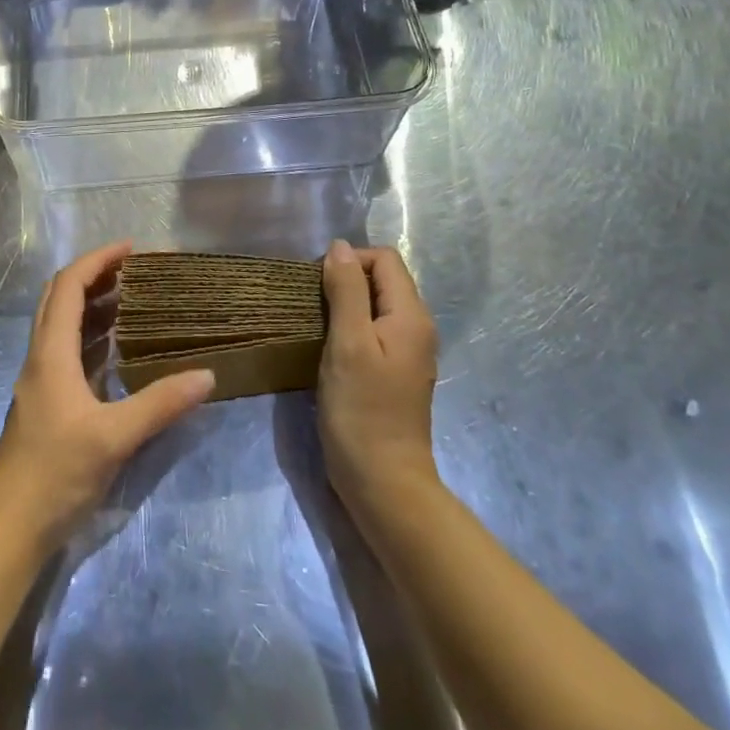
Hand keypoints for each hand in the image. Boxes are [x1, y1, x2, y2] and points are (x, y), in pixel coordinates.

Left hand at [0, 241, 213, 552]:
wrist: (7, 528)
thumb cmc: (55, 473)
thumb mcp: (113, 438)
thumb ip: (160, 404)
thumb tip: (207, 375)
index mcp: (50, 352)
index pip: (69, 285)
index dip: (98, 260)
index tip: (132, 248)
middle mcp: (40, 357)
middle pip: (59, 297)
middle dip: (94, 275)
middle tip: (133, 270)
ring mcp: (39, 380)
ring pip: (60, 323)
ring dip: (91, 304)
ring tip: (131, 300)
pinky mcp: (44, 402)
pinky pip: (65, 350)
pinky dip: (89, 336)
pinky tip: (116, 350)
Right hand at [318, 240, 439, 515]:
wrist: (383, 483)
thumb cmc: (363, 410)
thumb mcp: (348, 343)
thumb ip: (347, 290)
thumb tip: (339, 247)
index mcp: (411, 315)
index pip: (384, 259)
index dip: (350, 260)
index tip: (319, 285)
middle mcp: (416, 328)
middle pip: (382, 279)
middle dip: (346, 280)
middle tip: (312, 304)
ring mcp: (407, 352)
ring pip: (375, 305)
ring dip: (345, 304)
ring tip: (316, 323)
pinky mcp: (393, 372)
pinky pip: (373, 330)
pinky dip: (350, 327)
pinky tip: (329, 347)